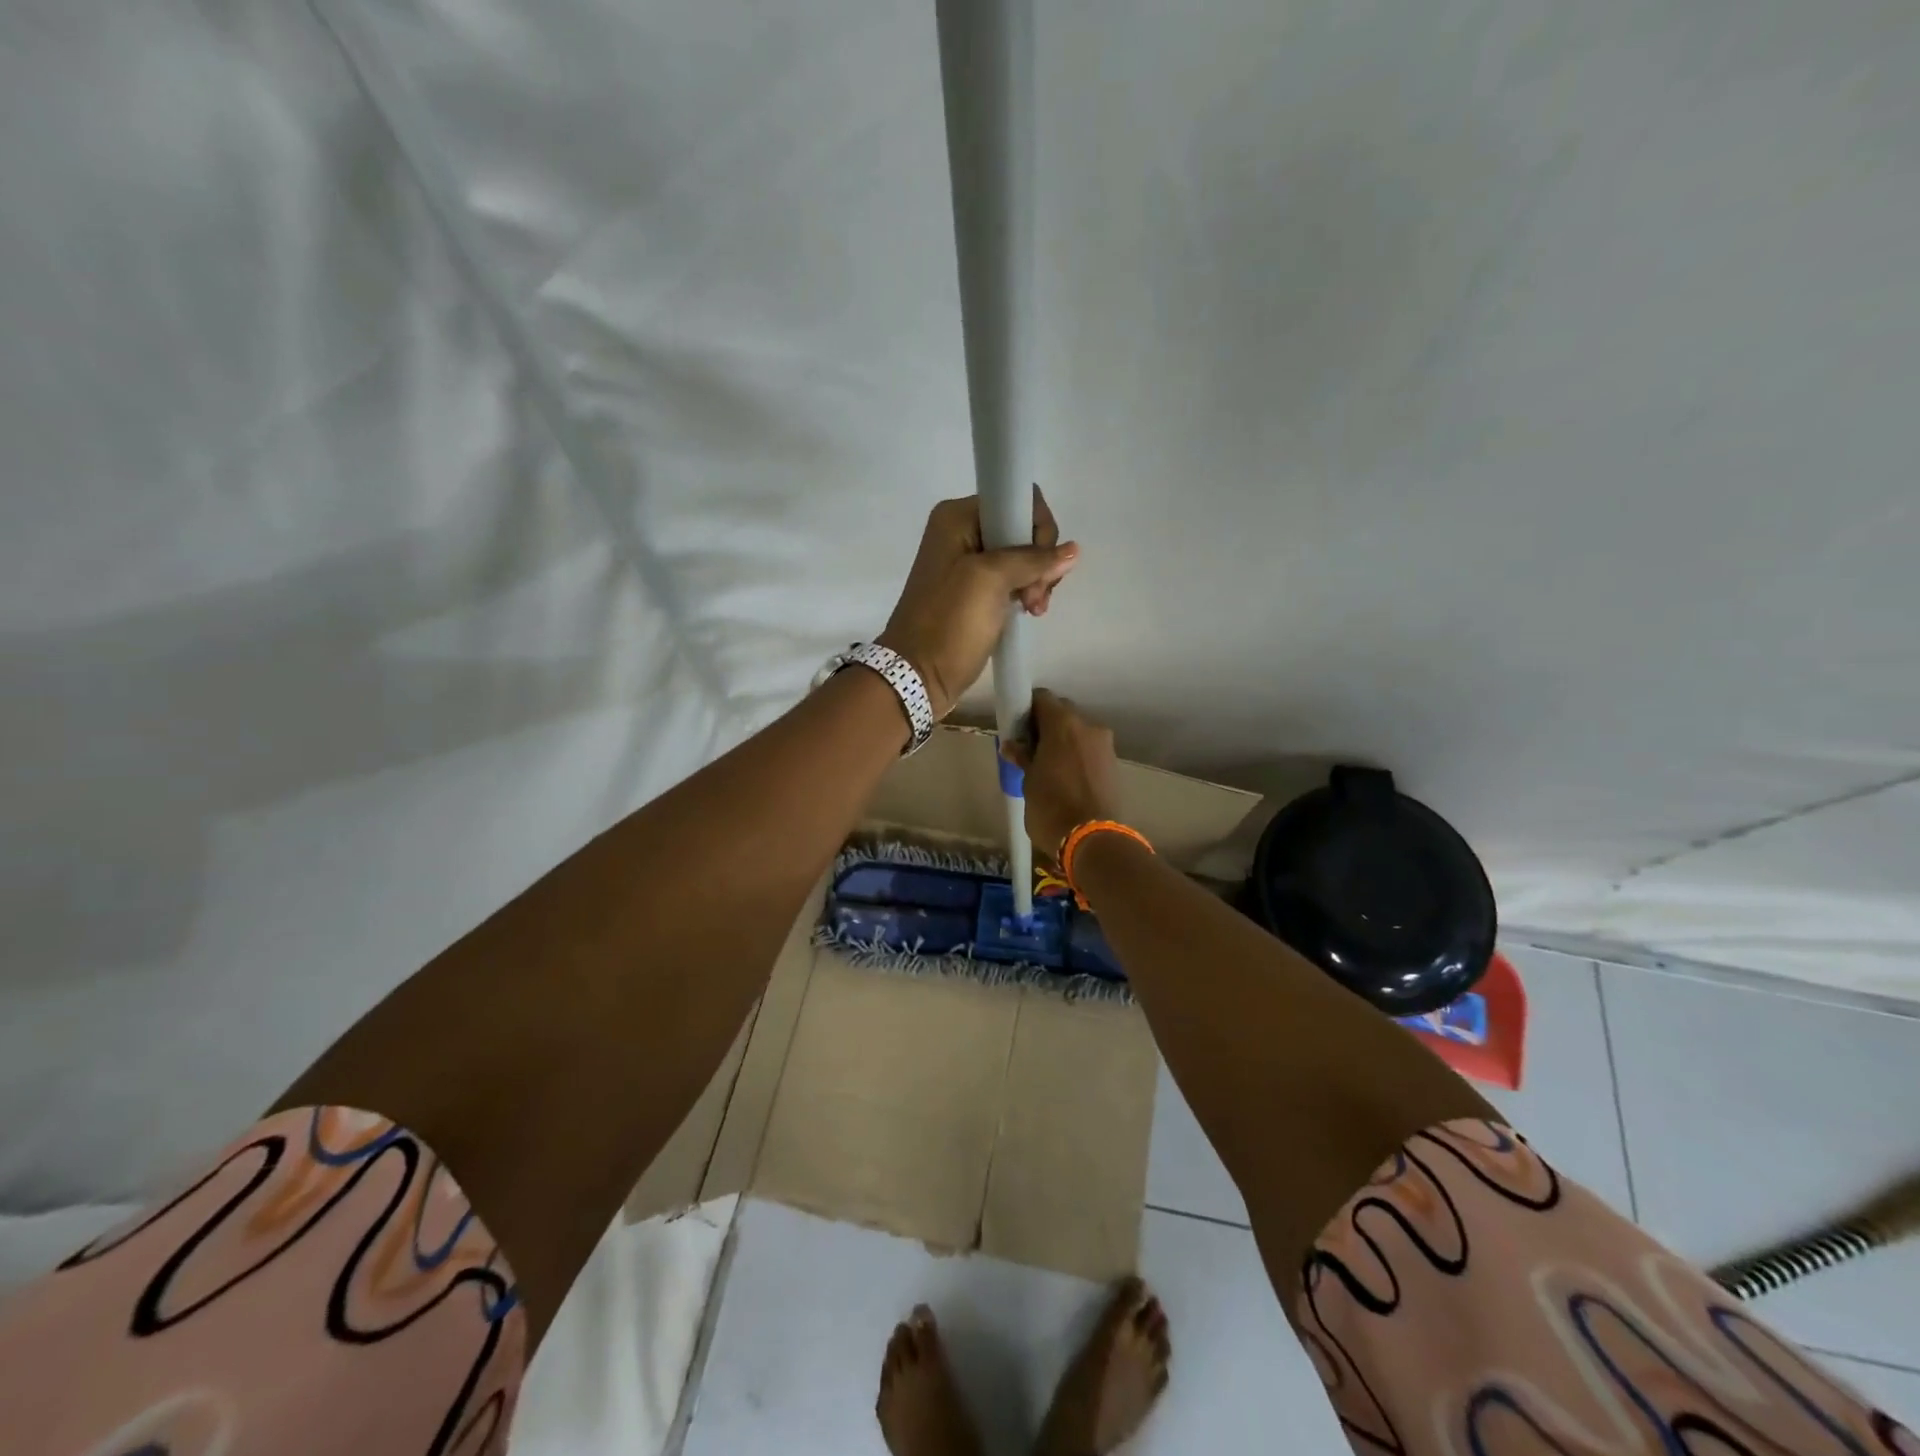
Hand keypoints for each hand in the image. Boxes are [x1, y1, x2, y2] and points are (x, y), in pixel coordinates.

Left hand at [876, 489, 1077, 718]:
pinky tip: (1030, 612)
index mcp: (957, 517)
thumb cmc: (948, 622)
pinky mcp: (976, 592)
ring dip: (1037, 581)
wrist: (917, 675)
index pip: (1016, 500)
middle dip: (1040, 561)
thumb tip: (1072, 551)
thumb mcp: (989, 580)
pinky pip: (1013, 580)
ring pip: (1023, 557)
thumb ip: (1031, 559)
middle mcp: (962, 533)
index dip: (1037, 528)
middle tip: (1035, 596)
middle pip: (1022, 529)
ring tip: (1034, 609)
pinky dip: (1027, 593)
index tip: (1039, 565)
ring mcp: (968, 564)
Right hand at [1004, 689, 1119, 860]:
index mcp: (1063, 723)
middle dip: (1048, 725)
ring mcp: (1105, 745)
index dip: (1028, 709)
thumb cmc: (1051, 807)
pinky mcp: (1114, 764)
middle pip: (1064, 712)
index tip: (1019, 728)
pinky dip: (1079, 756)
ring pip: (1080, 732)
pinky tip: (1068, 778)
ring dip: (1065, 742)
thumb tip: (1013, 745)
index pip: (1043, 698)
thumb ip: (1023, 757)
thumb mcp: (1029, 782)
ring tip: (1050, 767)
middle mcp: (1088, 726)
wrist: (1093, 840)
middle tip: (1032, 748)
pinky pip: (1091, 751)